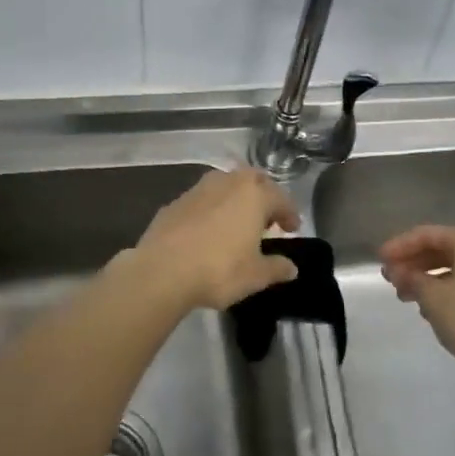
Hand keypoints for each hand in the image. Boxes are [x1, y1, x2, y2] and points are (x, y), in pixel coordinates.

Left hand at [133, 168, 300, 311]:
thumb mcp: (255, 276)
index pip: (280, 197)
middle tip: (267, 218)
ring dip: (236, 198)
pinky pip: (203, 199)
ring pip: (225, 184)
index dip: (289, 213)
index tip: (293, 228)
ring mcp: (198, 189)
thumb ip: (277, 268)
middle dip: (264, 194)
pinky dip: (212, 208)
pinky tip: (209, 230)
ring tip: (238, 222)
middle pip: (253, 179)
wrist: (161, 271)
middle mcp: (227, 183)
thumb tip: (291, 268)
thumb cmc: (219, 270)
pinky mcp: (175, 202)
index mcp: (253, 195)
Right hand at [380, 226, 454, 377]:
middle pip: (440, 251)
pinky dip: (442, 292)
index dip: (400, 245)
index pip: (427, 234)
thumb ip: (411, 279)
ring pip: (451, 270)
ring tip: (403, 296)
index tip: (379, 260)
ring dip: (425, 280)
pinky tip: (428, 309)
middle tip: (389, 278)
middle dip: (412, 263)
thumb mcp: (433, 297)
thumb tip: (397, 272)